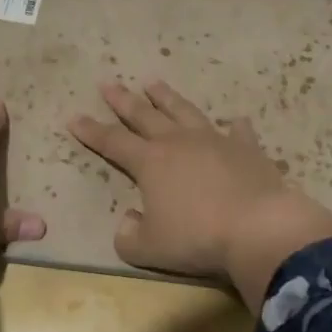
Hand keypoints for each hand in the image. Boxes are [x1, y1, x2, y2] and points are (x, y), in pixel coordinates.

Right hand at [68, 81, 331, 305]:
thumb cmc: (197, 239)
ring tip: (154, 83)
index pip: (112, 142)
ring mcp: (215, 141)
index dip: (91, 130)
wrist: (258, 228)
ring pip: (184, 112)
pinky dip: (235, 126)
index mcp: (150, 163)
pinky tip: (236, 121)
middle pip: (144, 116)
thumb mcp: (149, 249)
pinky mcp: (247, 149)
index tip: (74, 117)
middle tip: (109, 83)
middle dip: (123, 101)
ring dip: (167, 98)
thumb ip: (129, 236)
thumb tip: (129, 220)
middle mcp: (179, 143)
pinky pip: (239, 132)